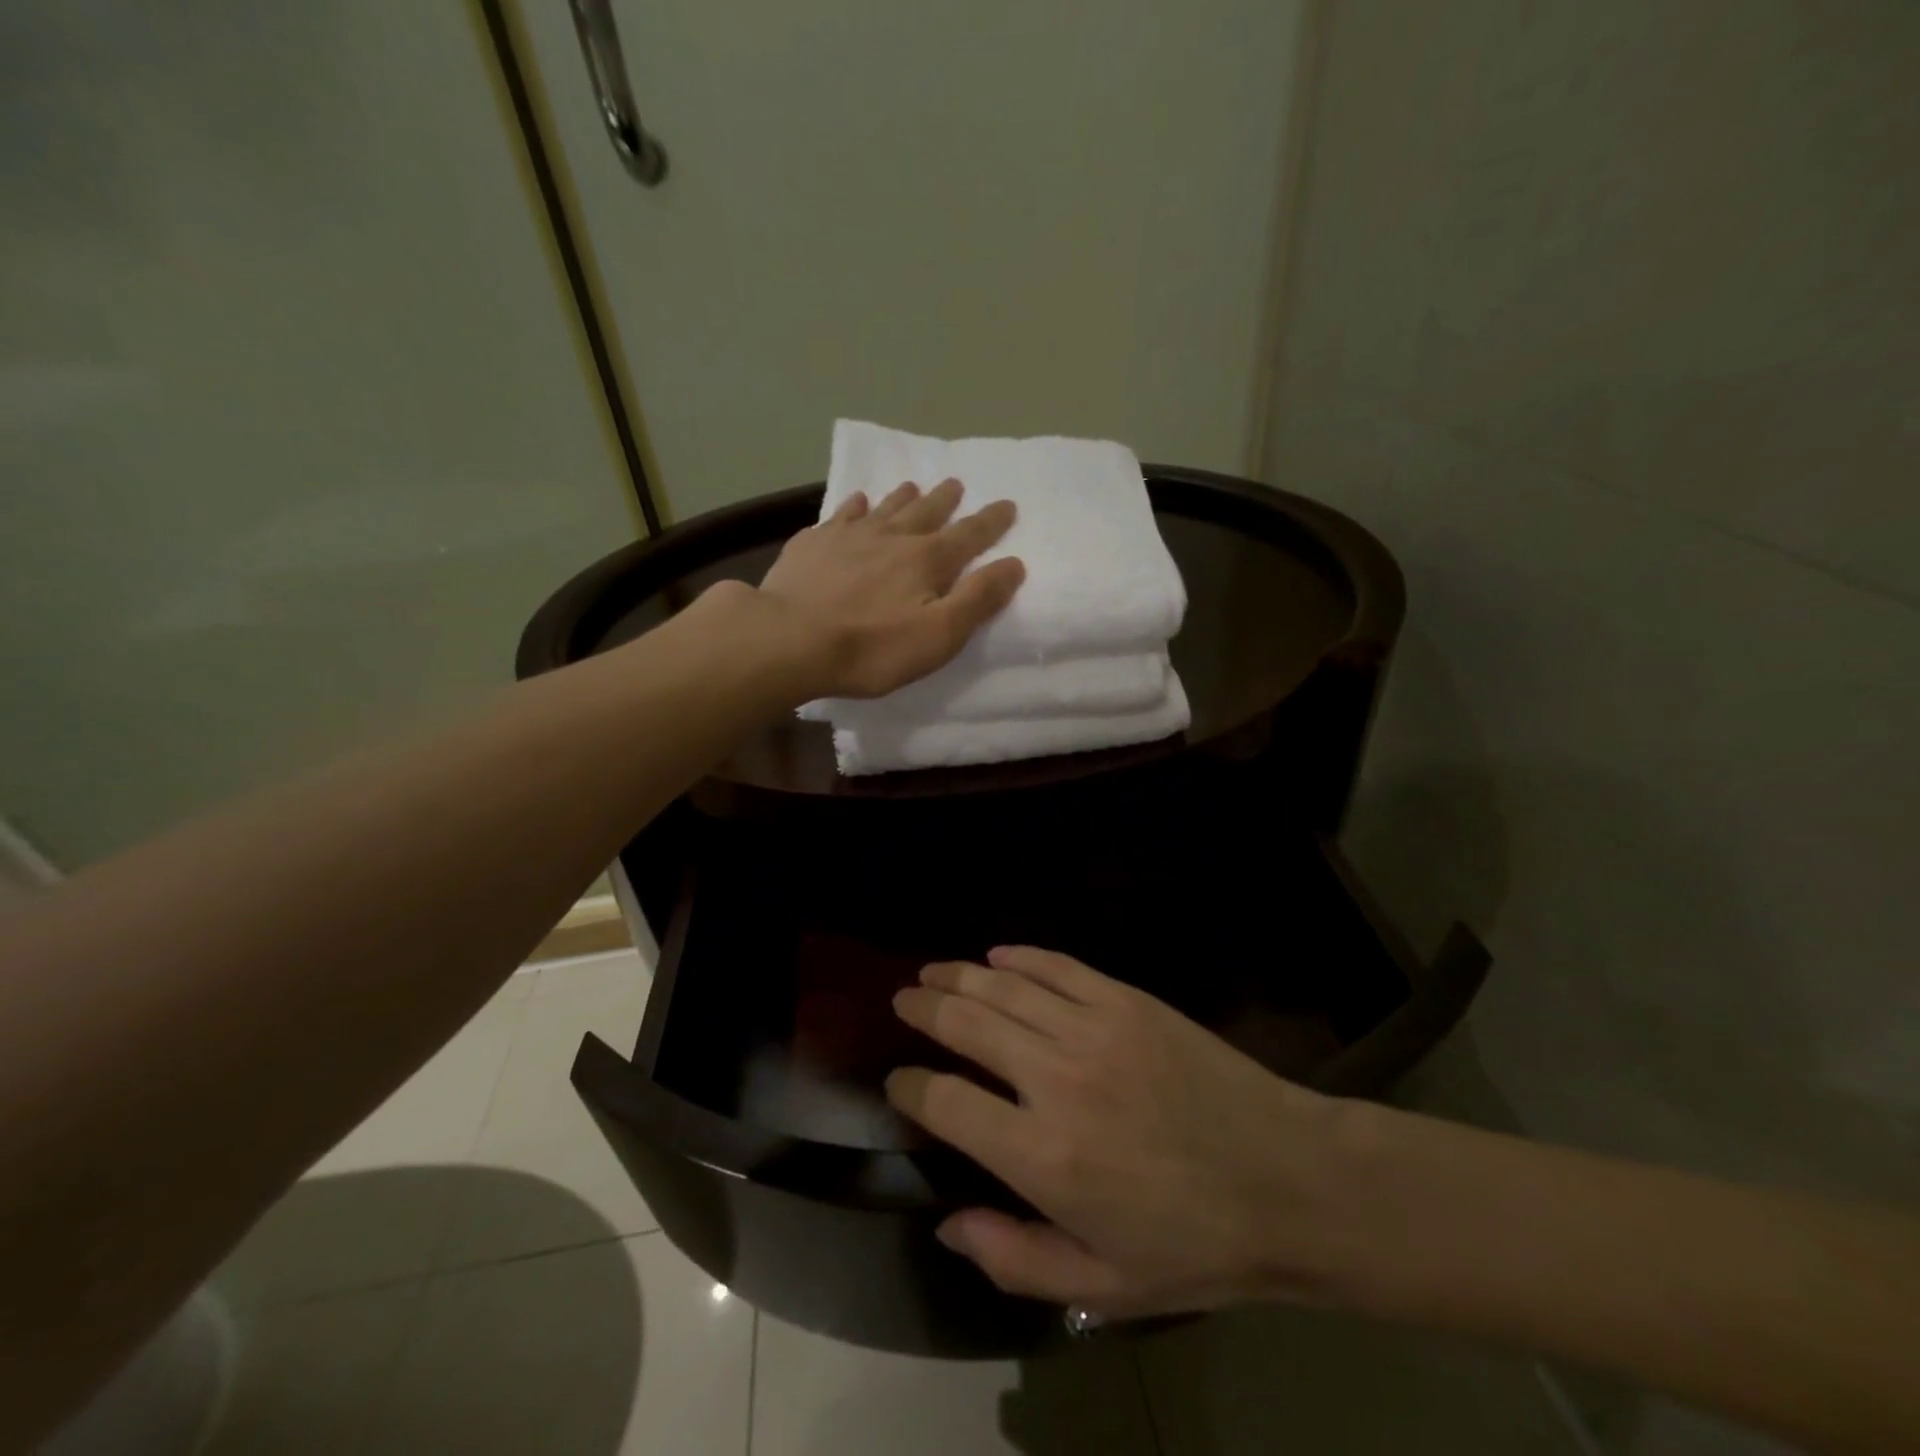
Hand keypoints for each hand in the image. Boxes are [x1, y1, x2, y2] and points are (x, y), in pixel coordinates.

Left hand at [755, 479, 1024, 699]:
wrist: (790, 639)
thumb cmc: (872, 647)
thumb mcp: (939, 634)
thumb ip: (978, 599)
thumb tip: (1014, 564)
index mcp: (928, 560)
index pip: (969, 535)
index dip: (991, 522)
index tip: (1007, 504)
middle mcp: (892, 537)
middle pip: (926, 512)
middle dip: (946, 500)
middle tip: (956, 483)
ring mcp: (849, 536)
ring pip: (885, 508)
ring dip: (903, 497)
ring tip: (913, 486)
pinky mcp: (814, 544)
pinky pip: (842, 516)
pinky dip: (855, 507)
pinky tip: (857, 503)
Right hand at [887, 946, 1351, 1318]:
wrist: (1288, 1181)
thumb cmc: (1194, 1244)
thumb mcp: (1103, 1284)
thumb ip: (1014, 1259)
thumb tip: (948, 1226)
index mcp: (1042, 1156)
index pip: (945, 1102)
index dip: (910, 1089)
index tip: (899, 1083)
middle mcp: (1056, 1079)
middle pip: (966, 1024)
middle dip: (925, 1008)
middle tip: (904, 999)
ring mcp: (1093, 1029)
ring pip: (1004, 987)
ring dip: (960, 975)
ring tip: (934, 971)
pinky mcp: (1127, 1001)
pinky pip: (1059, 967)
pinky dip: (1022, 956)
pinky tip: (998, 955)